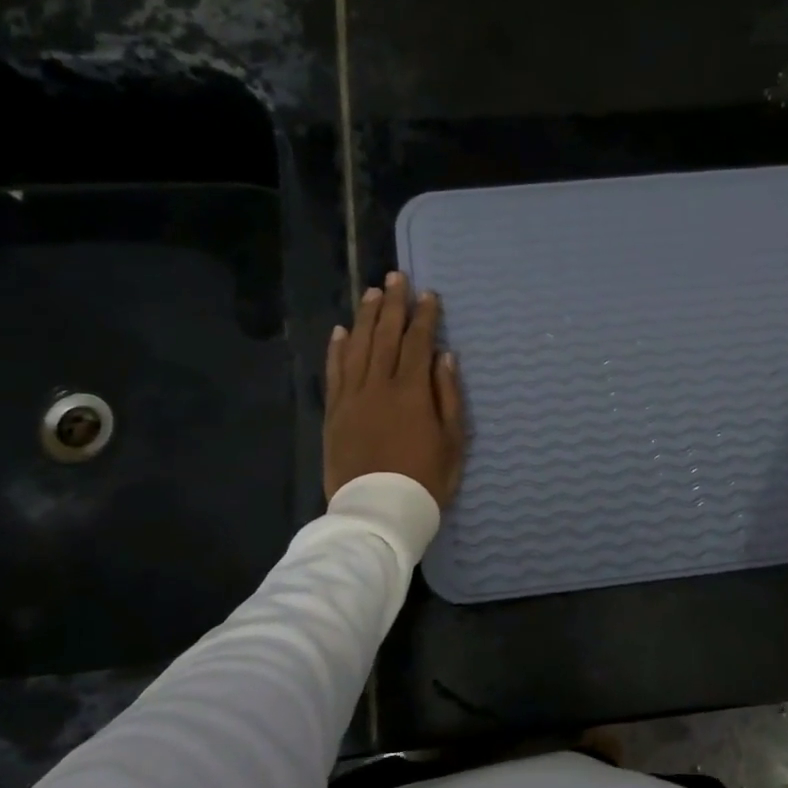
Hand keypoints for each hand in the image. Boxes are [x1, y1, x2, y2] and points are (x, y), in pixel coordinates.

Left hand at [325, 272, 466, 506]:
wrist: (378, 511)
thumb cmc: (425, 479)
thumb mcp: (452, 441)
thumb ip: (448, 396)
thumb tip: (445, 357)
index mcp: (412, 392)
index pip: (418, 343)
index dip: (425, 317)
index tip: (429, 295)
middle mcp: (379, 386)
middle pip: (385, 336)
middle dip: (393, 304)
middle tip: (396, 277)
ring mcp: (352, 397)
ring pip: (357, 347)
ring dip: (365, 317)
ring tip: (372, 293)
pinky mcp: (334, 412)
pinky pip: (335, 372)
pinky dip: (337, 349)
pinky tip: (341, 331)